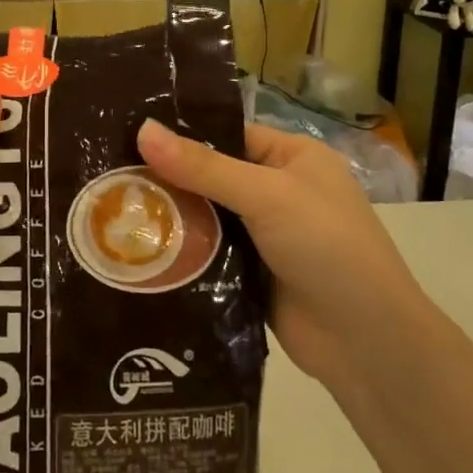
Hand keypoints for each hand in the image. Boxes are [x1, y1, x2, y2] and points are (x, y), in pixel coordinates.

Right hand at [135, 120, 422, 393]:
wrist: (365, 342)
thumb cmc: (326, 247)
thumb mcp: (266, 196)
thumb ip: (203, 166)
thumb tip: (142, 129)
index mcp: (293, 157)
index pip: (227, 134)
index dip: (182, 136)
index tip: (128, 136)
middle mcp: (278, 191)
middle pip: (212, 176)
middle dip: (168, 179)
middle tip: (107, 174)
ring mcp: (265, 235)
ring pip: (206, 217)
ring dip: (170, 218)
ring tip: (107, 208)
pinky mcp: (251, 274)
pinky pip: (208, 253)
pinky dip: (181, 251)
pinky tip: (136, 249)